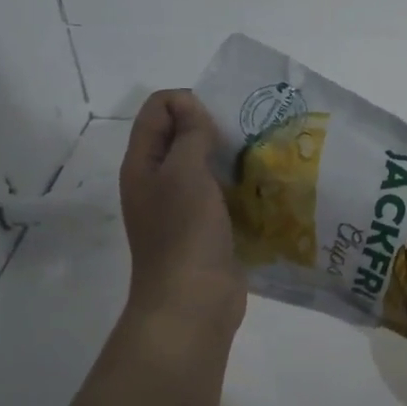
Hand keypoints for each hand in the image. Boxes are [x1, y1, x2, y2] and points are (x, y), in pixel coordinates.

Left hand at [120, 90, 244, 341]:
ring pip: (206, 166)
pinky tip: (263, 188)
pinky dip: (240, 186)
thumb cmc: (185, 233)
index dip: (187, 103)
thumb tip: (192, 108)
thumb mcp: (185, 174)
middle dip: (213, 127)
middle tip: (247, 135)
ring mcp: (183, 207)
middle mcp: (159, 181)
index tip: (219, 122)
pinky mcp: (208, 228)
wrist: (193, 302)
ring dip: (231, 157)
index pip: (158, 110)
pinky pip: (223, 194)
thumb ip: (189, 135)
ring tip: (261, 158)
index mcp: (143, 164)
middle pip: (181, 136)